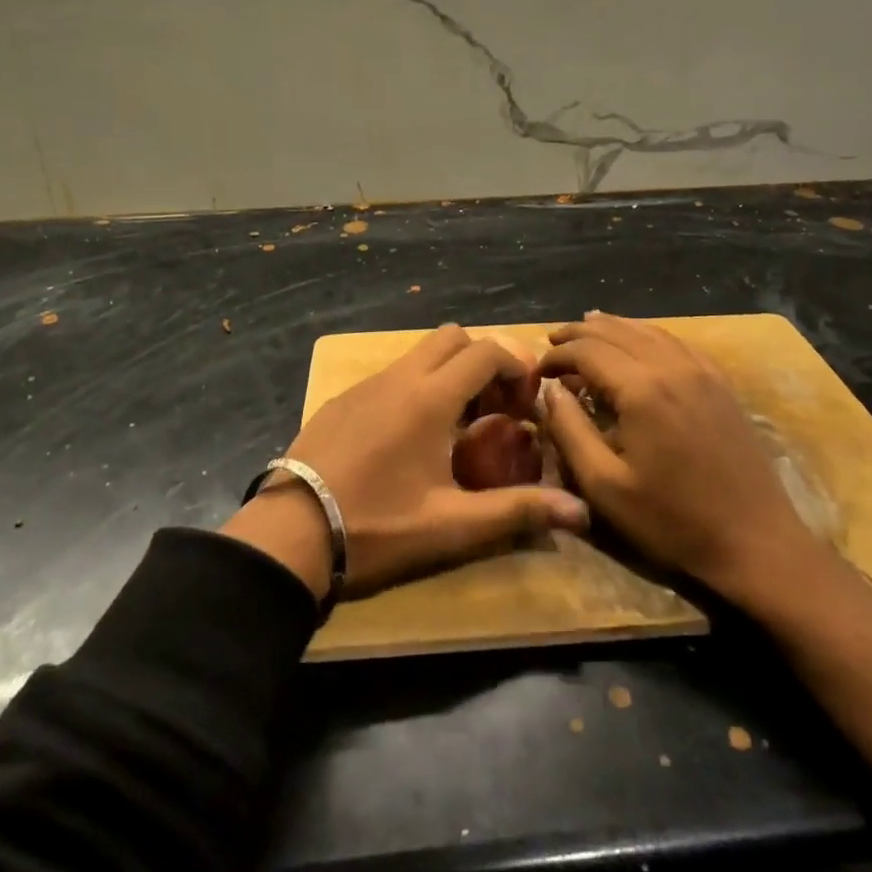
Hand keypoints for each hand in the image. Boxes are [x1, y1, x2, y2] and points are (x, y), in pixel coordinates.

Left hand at [223, 324, 588, 597]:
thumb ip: (517, 511)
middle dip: (483, 360)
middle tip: (494, 407)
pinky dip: (415, 387)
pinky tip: (409, 438)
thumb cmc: (377, 526)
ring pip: (418, 354)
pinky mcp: (341, 400)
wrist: (290, 534)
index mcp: (429, 397)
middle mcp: (398, 377)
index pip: (485, 351)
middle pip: (452, 337)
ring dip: (447, 374)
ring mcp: (365, 385)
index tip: (526, 403)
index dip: (516, 367)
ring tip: (456, 426)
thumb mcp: (451, 524)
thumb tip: (581, 511)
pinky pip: (390, 375)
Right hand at [540, 312, 820, 599]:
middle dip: (578, 334)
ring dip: (611, 328)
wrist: (756, 543)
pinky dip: (646, 334)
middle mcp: (672, 366)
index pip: (587, 350)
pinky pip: (676, 343)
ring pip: (648, 330)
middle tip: (552, 344)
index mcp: (642, 389)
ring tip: (584, 330)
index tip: (537, 372)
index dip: (556, 355)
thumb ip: (570, 431)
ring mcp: (702, 371)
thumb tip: (550, 392)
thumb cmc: (672, 521)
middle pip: (616, 331)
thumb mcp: (605, 485)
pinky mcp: (720, 383)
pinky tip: (637, 343)